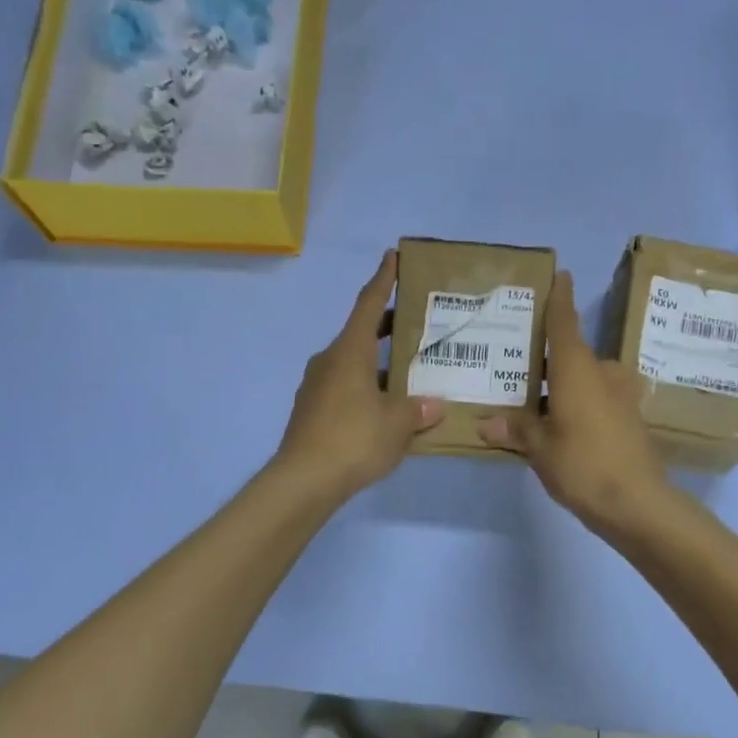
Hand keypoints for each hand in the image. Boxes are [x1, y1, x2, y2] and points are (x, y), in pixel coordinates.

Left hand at [275, 250, 443, 501]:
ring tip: (410, 372)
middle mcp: (329, 361)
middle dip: (387, 325)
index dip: (383, 279)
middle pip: (361, 333)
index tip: (392, 256)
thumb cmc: (354, 439)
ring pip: (353, 364)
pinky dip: (367, 388)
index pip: (368, 304)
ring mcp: (316, 387)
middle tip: (416, 321)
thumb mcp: (397, 424)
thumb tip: (433, 405)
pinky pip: (345, 389)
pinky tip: (387, 409)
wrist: (304, 481)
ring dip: (379, 363)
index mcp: (349, 351)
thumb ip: (418, 410)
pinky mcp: (312, 412)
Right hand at [479, 270, 671, 535]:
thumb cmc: (583, 464)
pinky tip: (561, 424)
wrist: (638, 504)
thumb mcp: (539, 448)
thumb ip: (515, 429)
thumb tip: (485, 423)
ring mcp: (621, 396)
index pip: (565, 322)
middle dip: (549, 359)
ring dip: (563, 386)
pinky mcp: (630, 418)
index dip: (561, 298)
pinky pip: (597, 399)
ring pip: (585, 379)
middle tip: (518, 364)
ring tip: (533, 400)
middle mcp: (602, 373)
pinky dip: (578, 404)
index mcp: (578, 368)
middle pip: (572, 355)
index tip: (561, 275)